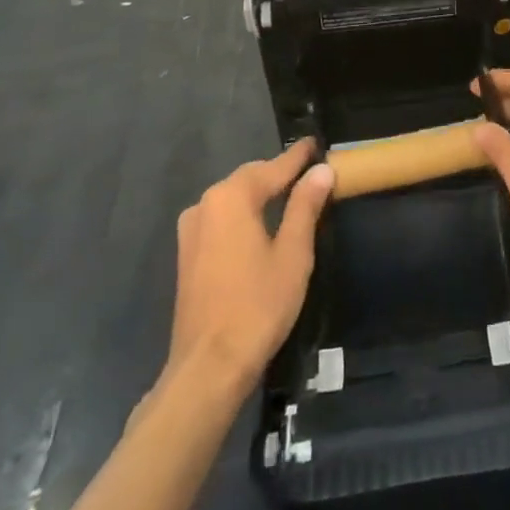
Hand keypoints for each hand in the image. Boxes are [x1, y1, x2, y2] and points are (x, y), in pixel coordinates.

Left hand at [164, 140, 335, 396]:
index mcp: (231, 198)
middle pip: (250, 179)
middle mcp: (205, 204)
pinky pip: (222, 219)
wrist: (208, 367)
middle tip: (310, 171)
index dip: (298, 157)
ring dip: (261, 194)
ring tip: (291, 195)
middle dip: (279, 174)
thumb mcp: (293, 253)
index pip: (273, 167)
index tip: (316, 143)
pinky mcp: (187, 254)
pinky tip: (262, 224)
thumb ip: (305, 206)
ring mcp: (191, 230)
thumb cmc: (258, 305)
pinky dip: (245, 214)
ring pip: (234, 199)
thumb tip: (321, 170)